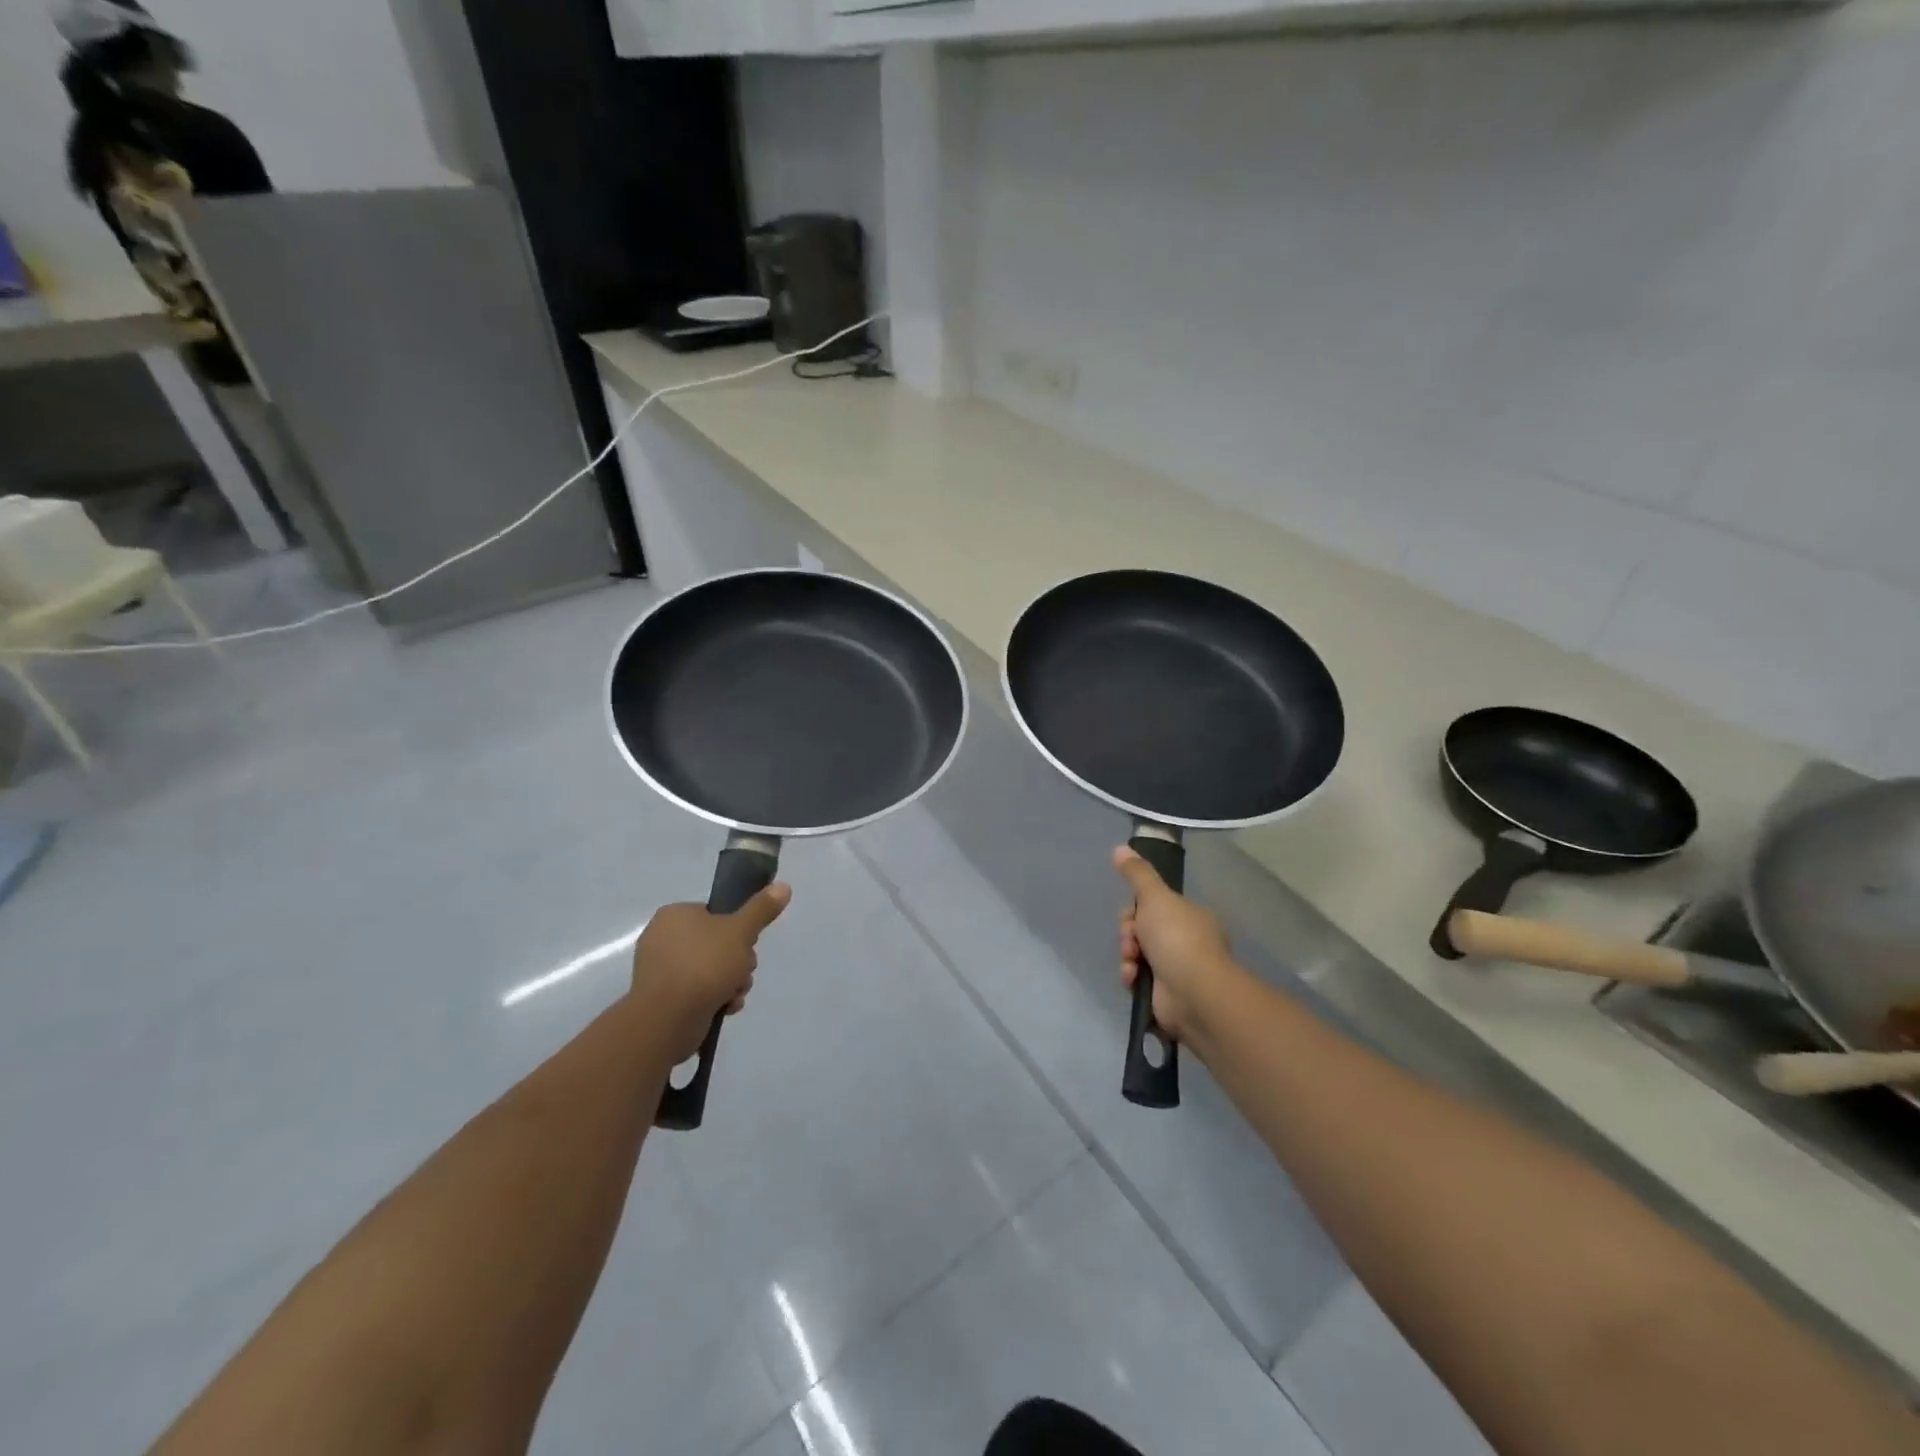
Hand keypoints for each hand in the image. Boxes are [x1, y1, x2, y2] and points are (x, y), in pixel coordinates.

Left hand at [630, 884, 791, 1061]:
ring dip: (731, 982)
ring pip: (710, 970)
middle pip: (717, 944)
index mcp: (675, 915)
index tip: (747, 945)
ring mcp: (660, 971)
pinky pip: (697, 992)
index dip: (738, 930)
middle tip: (743, 972)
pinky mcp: (662, 999)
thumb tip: (783, 886)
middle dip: (737, 962)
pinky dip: (714, 998)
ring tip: (735, 994)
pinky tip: (725, 1008)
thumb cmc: (704, 965)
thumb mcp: (740, 931)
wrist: (668, 1019)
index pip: (715, 915)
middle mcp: (662, 938)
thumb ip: (761, 909)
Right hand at [1114, 847, 1240, 1045]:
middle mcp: (1186, 941)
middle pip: (1142, 930)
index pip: (1154, 906)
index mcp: (1190, 916)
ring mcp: (1178, 969)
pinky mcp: (1166, 994)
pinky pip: (1139, 979)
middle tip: (1132, 940)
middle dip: (1129, 935)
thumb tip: (1120, 847)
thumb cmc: (1177, 938)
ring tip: (1132, 964)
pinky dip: (1132, 978)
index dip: (1135, 910)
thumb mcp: (1155, 896)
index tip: (1131, 915)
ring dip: (1128, 957)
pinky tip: (1133, 979)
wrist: (1193, 992)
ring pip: (1137, 954)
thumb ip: (1137, 873)